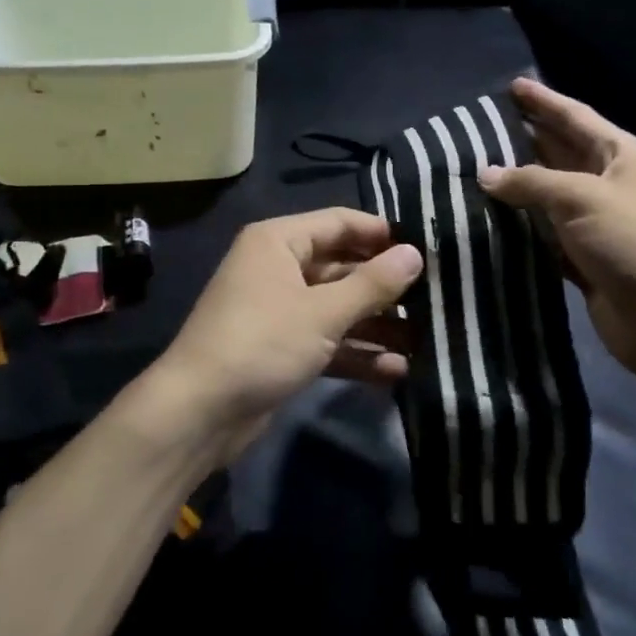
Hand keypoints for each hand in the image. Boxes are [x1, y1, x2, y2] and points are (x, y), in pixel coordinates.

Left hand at [141, 209, 423, 464]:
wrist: (199, 413)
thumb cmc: (262, 343)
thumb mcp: (322, 312)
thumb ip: (372, 284)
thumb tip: (415, 254)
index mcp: (279, 241)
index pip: (340, 223)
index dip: (381, 234)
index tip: (427, 248)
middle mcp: (278, 268)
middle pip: (342, 267)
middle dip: (385, 286)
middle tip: (436, 297)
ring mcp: (280, 310)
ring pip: (337, 308)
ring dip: (377, 324)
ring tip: (427, 339)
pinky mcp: (282, 348)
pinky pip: (327, 340)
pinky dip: (356, 353)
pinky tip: (397, 370)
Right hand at [479, 77, 635, 382]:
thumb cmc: (635, 241)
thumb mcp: (583, 198)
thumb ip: (531, 181)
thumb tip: (485, 174)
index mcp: (623, 156)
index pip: (577, 117)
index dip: (544, 101)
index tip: (513, 86)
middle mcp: (611, 184)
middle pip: (561, 152)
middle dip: (526, 138)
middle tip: (481, 127)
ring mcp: (598, 223)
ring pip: (549, 195)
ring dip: (517, 185)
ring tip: (473, 169)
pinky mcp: (584, 258)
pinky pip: (545, 233)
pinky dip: (520, 226)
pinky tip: (489, 218)